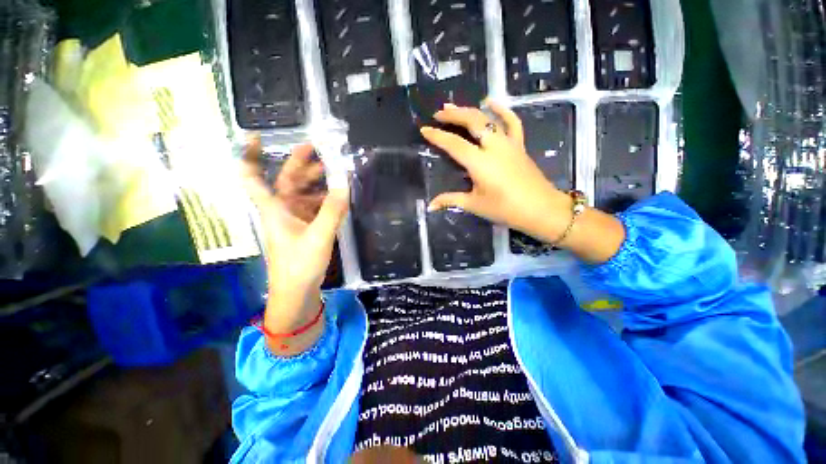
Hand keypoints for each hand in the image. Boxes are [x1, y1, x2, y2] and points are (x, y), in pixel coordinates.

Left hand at [242, 139, 348, 352]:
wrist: (296, 292)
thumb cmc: (299, 264)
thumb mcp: (318, 236)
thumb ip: (332, 210)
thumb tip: (344, 182)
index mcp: (275, 208)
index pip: (253, 177)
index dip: (251, 156)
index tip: (257, 136)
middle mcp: (281, 210)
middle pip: (286, 180)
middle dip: (299, 164)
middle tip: (317, 148)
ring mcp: (294, 220)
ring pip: (302, 193)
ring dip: (315, 182)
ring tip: (333, 171)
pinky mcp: (305, 228)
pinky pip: (313, 207)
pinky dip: (323, 199)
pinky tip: (336, 197)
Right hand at [420, 100, 625, 263]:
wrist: (540, 209)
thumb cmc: (505, 209)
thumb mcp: (474, 205)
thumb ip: (450, 200)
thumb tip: (430, 206)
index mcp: (480, 162)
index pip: (454, 144)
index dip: (437, 136)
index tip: (424, 129)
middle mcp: (493, 147)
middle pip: (472, 122)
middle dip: (453, 115)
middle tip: (439, 113)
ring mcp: (508, 143)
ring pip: (488, 119)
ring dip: (470, 110)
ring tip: (455, 106)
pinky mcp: (519, 145)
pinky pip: (512, 122)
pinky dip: (502, 110)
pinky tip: (491, 102)